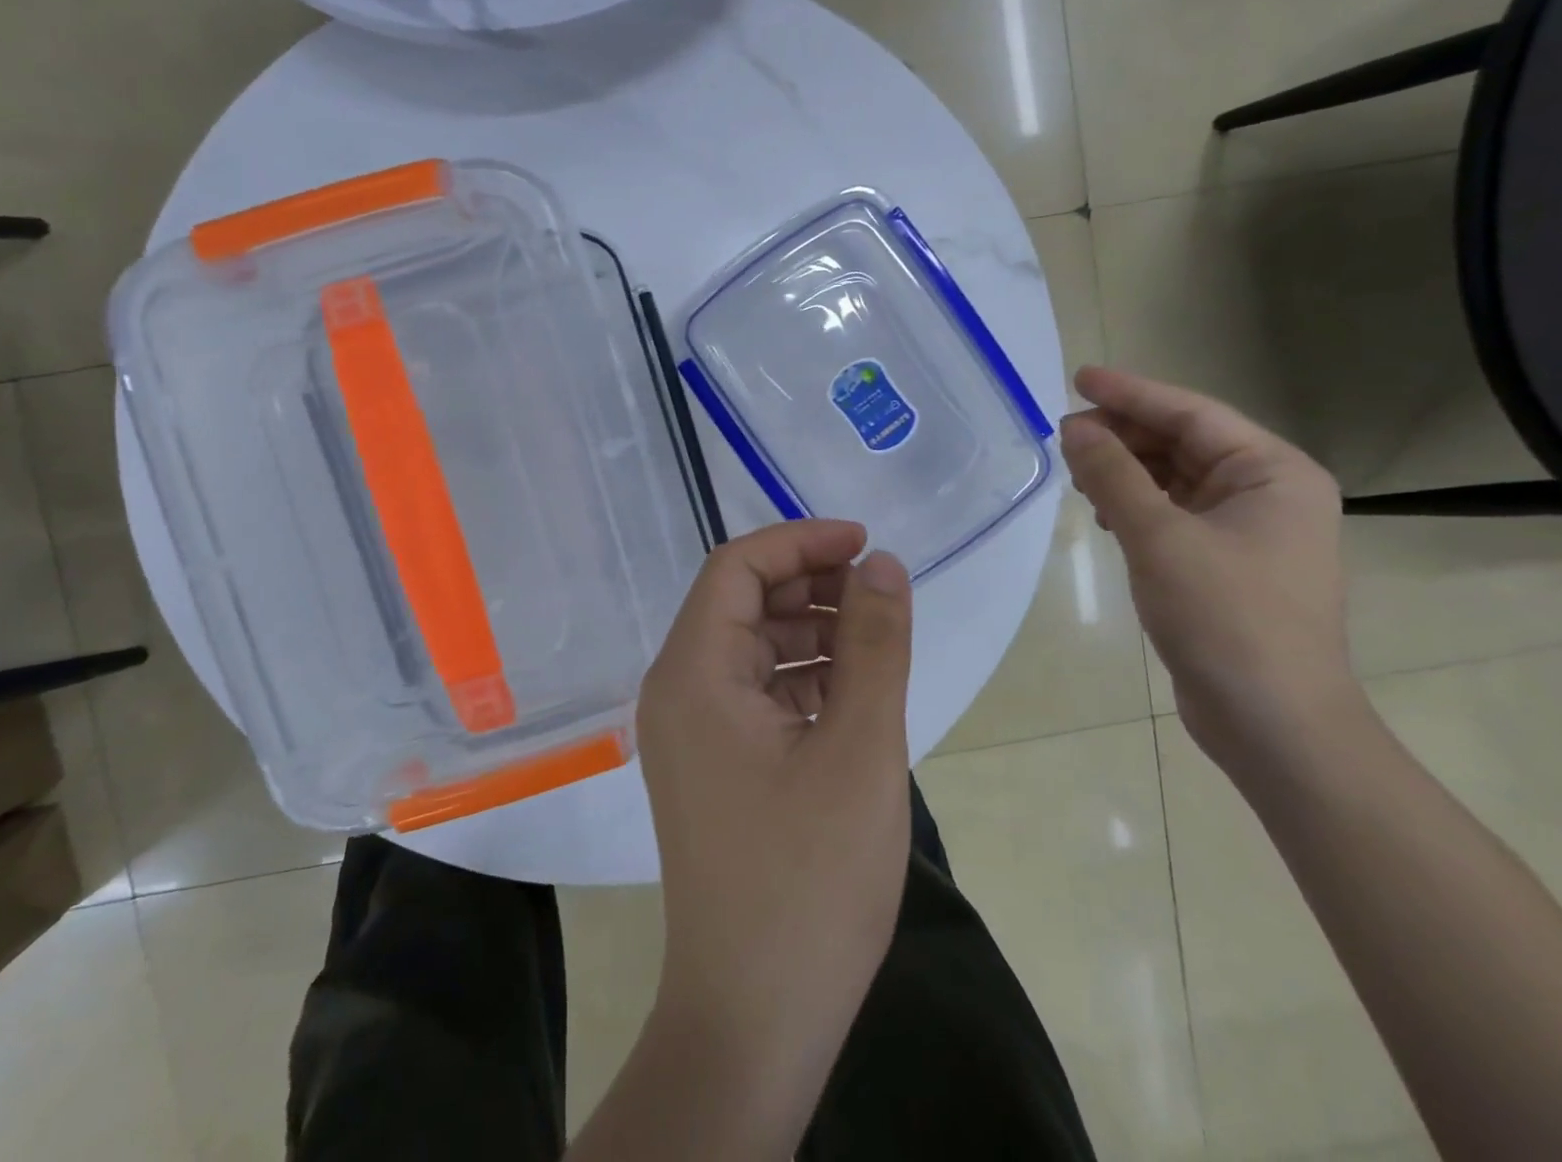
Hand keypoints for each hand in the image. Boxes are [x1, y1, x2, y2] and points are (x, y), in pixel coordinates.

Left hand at [635, 520, 912, 1139]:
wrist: (755, 1019)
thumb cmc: (809, 880)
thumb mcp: (859, 747)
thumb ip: (874, 645)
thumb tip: (882, 564)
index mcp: (694, 674)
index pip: (736, 568)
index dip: (800, 542)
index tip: (864, 544)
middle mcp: (680, 691)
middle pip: (743, 603)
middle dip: (812, 586)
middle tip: (881, 595)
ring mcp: (694, 731)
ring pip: (755, 647)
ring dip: (814, 632)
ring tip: (879, 643)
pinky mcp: (716, 764)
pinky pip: (759, 692)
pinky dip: (805, 678)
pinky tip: (854, 694)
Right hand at [1060, 366, 1359, 772]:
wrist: (1273, 723)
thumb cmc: (1226, 619)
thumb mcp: (1160, 538)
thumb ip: (1113, 476)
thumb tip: (1074, 428)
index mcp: (1272, 473)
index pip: (1191, 414)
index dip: (1131, 393)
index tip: (1078, 378)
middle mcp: (1267, 493)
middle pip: (1184, 443)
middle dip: (1124, 434)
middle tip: (1064, 432)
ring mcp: (1248, 531)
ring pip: (1176, 479)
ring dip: (1126, 470)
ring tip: (1076, 469)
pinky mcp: (1225, 564)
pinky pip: (1174, 514)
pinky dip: (1136, 505)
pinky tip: (1103, 512)